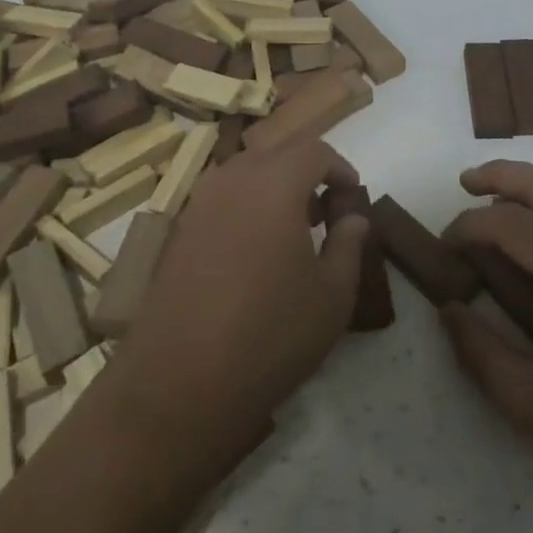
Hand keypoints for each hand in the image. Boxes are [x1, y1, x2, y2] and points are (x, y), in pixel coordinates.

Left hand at [107, 138, 368, 465]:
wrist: (180, 382)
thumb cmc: (270, 335)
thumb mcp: (332, 296)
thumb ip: (348, 245)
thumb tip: (353, 219)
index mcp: (275, 184)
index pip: (314, 150)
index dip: (340, 167)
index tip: (353, 198)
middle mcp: (233, 181)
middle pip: (277, 154)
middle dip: (307, 173)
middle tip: (326, 212)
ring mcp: (199, 204)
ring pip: (245, 173)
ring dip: (274, 187)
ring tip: (292, 231)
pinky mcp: (179, 231)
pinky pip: (221, 198)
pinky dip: (246, 206)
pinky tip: (255, 251)